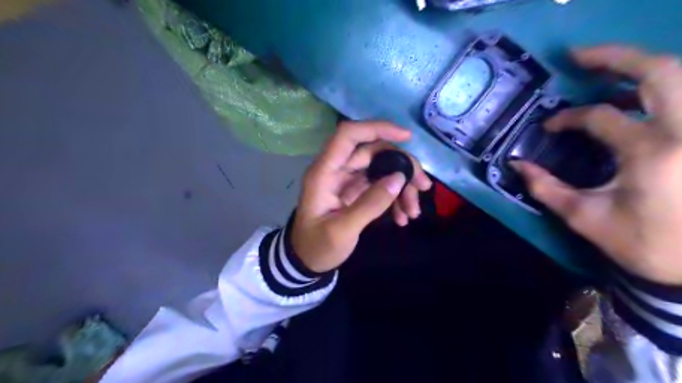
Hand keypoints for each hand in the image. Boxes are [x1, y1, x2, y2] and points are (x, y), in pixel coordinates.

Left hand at [289, 120, 427, 271]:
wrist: (307, 261)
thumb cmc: (317, 246)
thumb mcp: (342, 230)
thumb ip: (369, 204)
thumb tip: (398, 178)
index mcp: (324, 172)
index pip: (349, 135)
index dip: (377, 128)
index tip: (407, 137)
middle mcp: (336, 170)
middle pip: (374, 152)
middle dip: (402, 166)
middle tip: (423, 187)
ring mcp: (347, 180)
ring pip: (381, 169)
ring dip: (402, 186)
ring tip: (413, 212)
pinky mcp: (356, 191)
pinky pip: (380, 185)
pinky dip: (394, 197)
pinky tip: (402, 217)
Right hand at [514, 45, 680, 283]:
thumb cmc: (643, 242)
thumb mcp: (584, 218)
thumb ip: (546, 188)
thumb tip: (516, 165)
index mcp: (652, 153)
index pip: (600, 117)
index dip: (568, 118)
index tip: (549, 128)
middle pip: (660, 72)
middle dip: (615, 57)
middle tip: (578, 55)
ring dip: (641, 66)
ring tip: (607, 67)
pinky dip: (664, 86)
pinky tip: (640, 93)